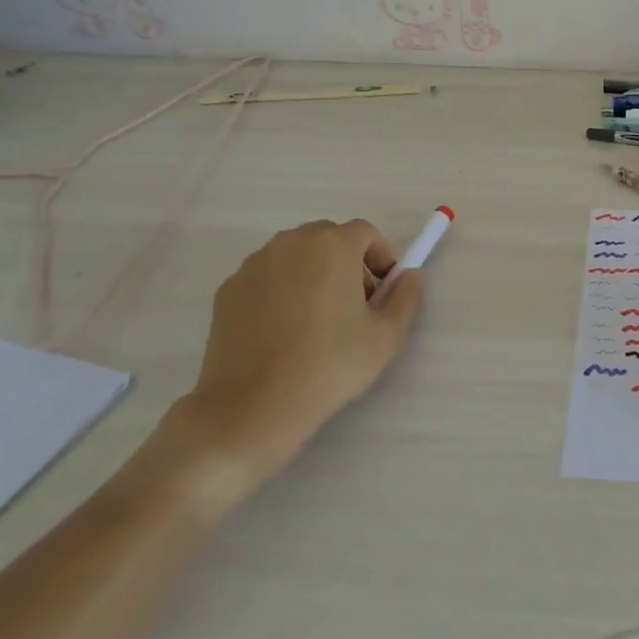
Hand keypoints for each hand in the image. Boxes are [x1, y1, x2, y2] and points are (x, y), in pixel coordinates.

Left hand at [163, 220, 423, 498]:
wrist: (252, 406)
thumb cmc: (329, 365)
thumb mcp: (386, 337)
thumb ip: (406, 297)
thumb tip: (409, 276)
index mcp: (332, 245)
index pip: (365, 232)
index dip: (380, 257)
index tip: (383, 291)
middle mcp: (291, 243)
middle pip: (328, 239)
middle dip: (347, 262)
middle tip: (354, 305)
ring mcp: (254, 264)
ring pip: (294, 256)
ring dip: (312, 273)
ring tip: (316, 320)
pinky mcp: (228, 289)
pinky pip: (266, 278)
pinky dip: (280, 291)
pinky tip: (283, 332)